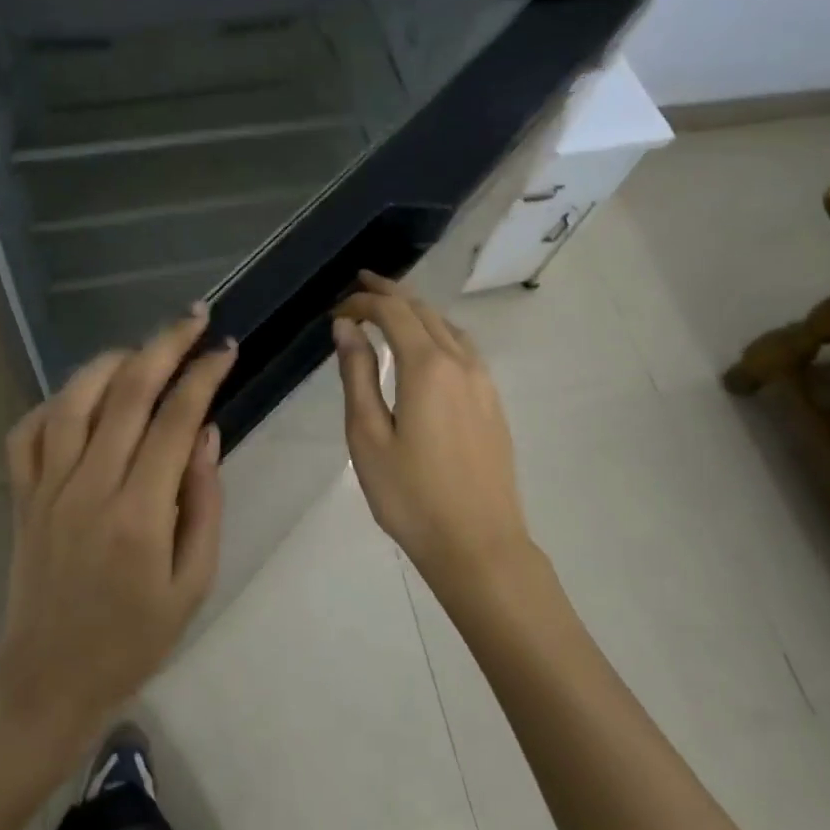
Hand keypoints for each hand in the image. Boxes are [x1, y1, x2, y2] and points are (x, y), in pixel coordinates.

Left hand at [0, 306, 237, 745]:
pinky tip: (82, 395)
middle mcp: (89, 486)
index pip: (176, 420)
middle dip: (166, 344)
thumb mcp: (193, 581)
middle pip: (128, 392)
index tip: (226, 349)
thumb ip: (204, 502)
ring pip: (74, 398)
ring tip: (144, 348)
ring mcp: (46, 487)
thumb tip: (207, 433)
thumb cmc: (134, 638)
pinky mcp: (20, 495)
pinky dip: (55, 400)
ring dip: (112, 361)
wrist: (50, 679)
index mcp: (139, 513)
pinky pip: (28, 430)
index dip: (204, 375)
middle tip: (195, 317)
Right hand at [332, 272, 533, 603]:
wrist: (479, 544)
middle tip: (361, 285)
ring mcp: (484, 382)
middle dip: (390, 294)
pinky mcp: (493, 402)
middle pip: (423, 311)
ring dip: (416, 311)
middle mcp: (461, 362)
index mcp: (428, 366)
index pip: (393, 312)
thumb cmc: (411, 495)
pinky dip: (438, 332)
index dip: (363, 302)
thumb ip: (357, 376)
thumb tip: (346, 329)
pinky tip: (426, 347)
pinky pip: (464, 348)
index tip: (336, 310)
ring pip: (448, 327)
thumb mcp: (368, 436)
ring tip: (390, 308)